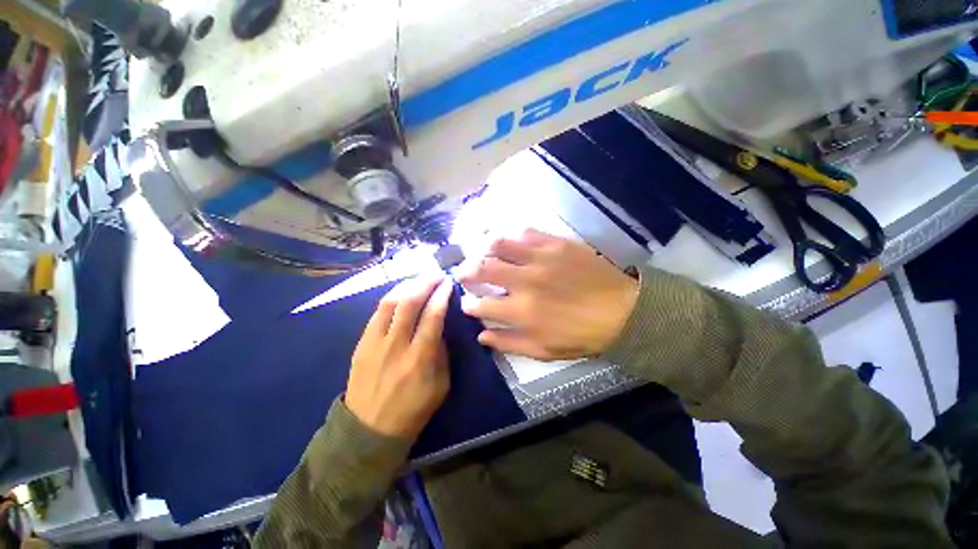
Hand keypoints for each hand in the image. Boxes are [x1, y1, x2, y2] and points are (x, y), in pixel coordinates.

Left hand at [345, 276, 453, 438]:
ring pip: (389, 303)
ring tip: (419, 278)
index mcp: (419, 358)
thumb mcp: (440, 385)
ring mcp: (374, 343)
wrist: (368, 430)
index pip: (432, 316)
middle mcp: (396, 345)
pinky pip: (376, 313)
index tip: (449, 283)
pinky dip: (391, 298)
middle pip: (409, 303)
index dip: (441, 295)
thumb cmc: (412, 409)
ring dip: (406, 286)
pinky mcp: (361, 344)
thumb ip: (441, 352)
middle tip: (436, 274)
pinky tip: (400, 293)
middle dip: (425, 283)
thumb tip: (439, 326)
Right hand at [460, 230, 638, 360]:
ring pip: (500, 244)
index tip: (466, 302)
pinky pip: (526, 233)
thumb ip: (508, 343)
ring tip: (483, 252)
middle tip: (463, 272)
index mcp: (521, 311)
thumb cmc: (581, 335)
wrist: (622, 311)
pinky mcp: (556, 244)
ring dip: (485, 248)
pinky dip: (513, 237)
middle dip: (466, 271)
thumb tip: (481, 336)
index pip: (481, 305)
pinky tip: (511, 242)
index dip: (468, 304)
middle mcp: (525, 281)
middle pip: (483, 269)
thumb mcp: (543, 350)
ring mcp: (541, 258)